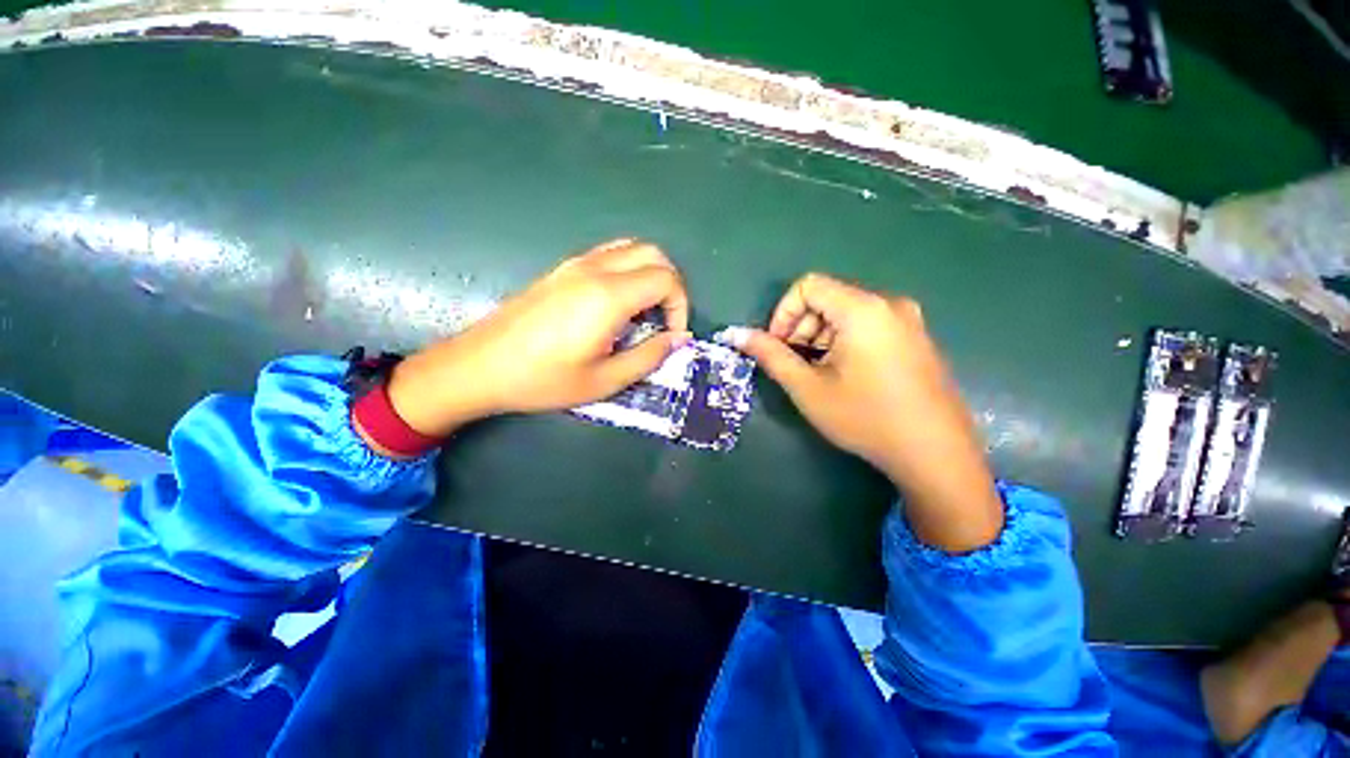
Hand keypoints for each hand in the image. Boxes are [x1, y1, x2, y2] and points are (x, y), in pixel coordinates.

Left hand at [386, 239, 690, 437]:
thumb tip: (679, 339)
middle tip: (665, 319)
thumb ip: (649, 357)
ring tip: (644, 311)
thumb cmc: (543, 380)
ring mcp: (575, 265)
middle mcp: (595, 270)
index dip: (680, 306)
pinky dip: (628, 270)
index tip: (672, 335)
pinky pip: (608, 255)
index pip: (666, 279)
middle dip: (671, 284)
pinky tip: (617, 304)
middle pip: (653, 253)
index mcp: (608, 296)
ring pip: (630, 248)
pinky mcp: (561, 269)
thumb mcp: (604, 380)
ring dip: (649, 273)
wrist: (479, 366)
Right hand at [723, 273, 1002, 551]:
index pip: (808, 285)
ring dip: (821, 337)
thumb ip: (771, 355)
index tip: (779, 347)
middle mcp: (889, 304)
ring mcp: (908, 320)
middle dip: (801, 327)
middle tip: (796, 365)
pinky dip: (844, 342)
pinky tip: (845, 376)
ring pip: (846, 312)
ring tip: (820, 375)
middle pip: (828, 298)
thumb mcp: (808, 388)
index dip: (784, 313)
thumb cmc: (865, 418)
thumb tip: (737, 335)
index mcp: (863, 309)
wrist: (936, 454)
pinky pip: (868, 325)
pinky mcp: (915, 337)